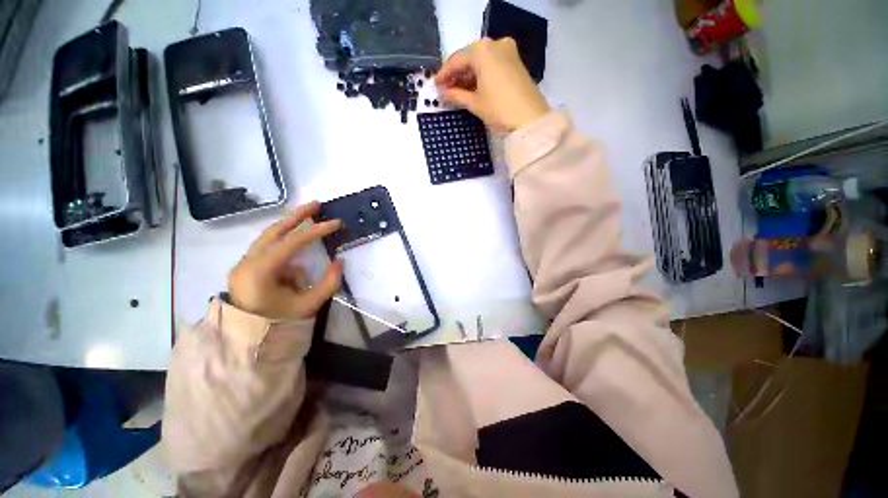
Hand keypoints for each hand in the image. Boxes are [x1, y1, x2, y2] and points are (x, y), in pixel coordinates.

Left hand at [227, 202, 342, 319]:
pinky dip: (284, 240)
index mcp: (261, 271)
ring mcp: (245, 262)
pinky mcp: (247, 266)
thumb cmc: (277, 323)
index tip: (336, 223)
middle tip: (318, 205)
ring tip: (310, 216)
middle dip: (298, 215)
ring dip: (290, 224)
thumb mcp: (308, 305)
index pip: (292, 242)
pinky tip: (297, 244)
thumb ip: (328, 283)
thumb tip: (340, 261)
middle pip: (274, 230)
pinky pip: (268, 246)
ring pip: (269, 235)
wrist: (246, 338)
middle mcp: (248, 261)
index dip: (317, 230)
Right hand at [435, 38, 550, 131]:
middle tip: (445, 89)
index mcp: (482, 50)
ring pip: (481, 61)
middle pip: (469, 58)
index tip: (434, 85)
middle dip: (456, 74)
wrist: (530, 119)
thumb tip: (442, 93)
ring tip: (456, 91)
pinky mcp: (515, 62)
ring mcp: (507, 51)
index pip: (457, 60)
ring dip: (468, 75)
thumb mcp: (475, 103)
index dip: (444, 74)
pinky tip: (472, 88)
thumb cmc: (499, 109)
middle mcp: (495, 44)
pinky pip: (492, 65)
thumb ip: (456, 95)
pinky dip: (481, 75)